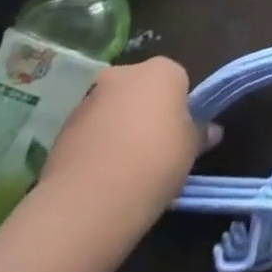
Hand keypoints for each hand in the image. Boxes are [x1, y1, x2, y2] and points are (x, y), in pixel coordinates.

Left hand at [39, 57, 218, 229]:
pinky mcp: (60, 130)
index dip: (180, 107)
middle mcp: (124, 74)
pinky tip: (101, 178)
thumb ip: (200, 133)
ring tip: (124, 169)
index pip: (178, 80)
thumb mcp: (191, 148)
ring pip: (112, 111)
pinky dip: (95, 147)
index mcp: (162, 70)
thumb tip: (211, 131)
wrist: (87, 202)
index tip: (179, 133)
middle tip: (154, 148)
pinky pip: (88, 133)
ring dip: (118, 129)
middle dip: (145, 112)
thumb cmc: (155, 160)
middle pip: (140, 90)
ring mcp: (87, 100)